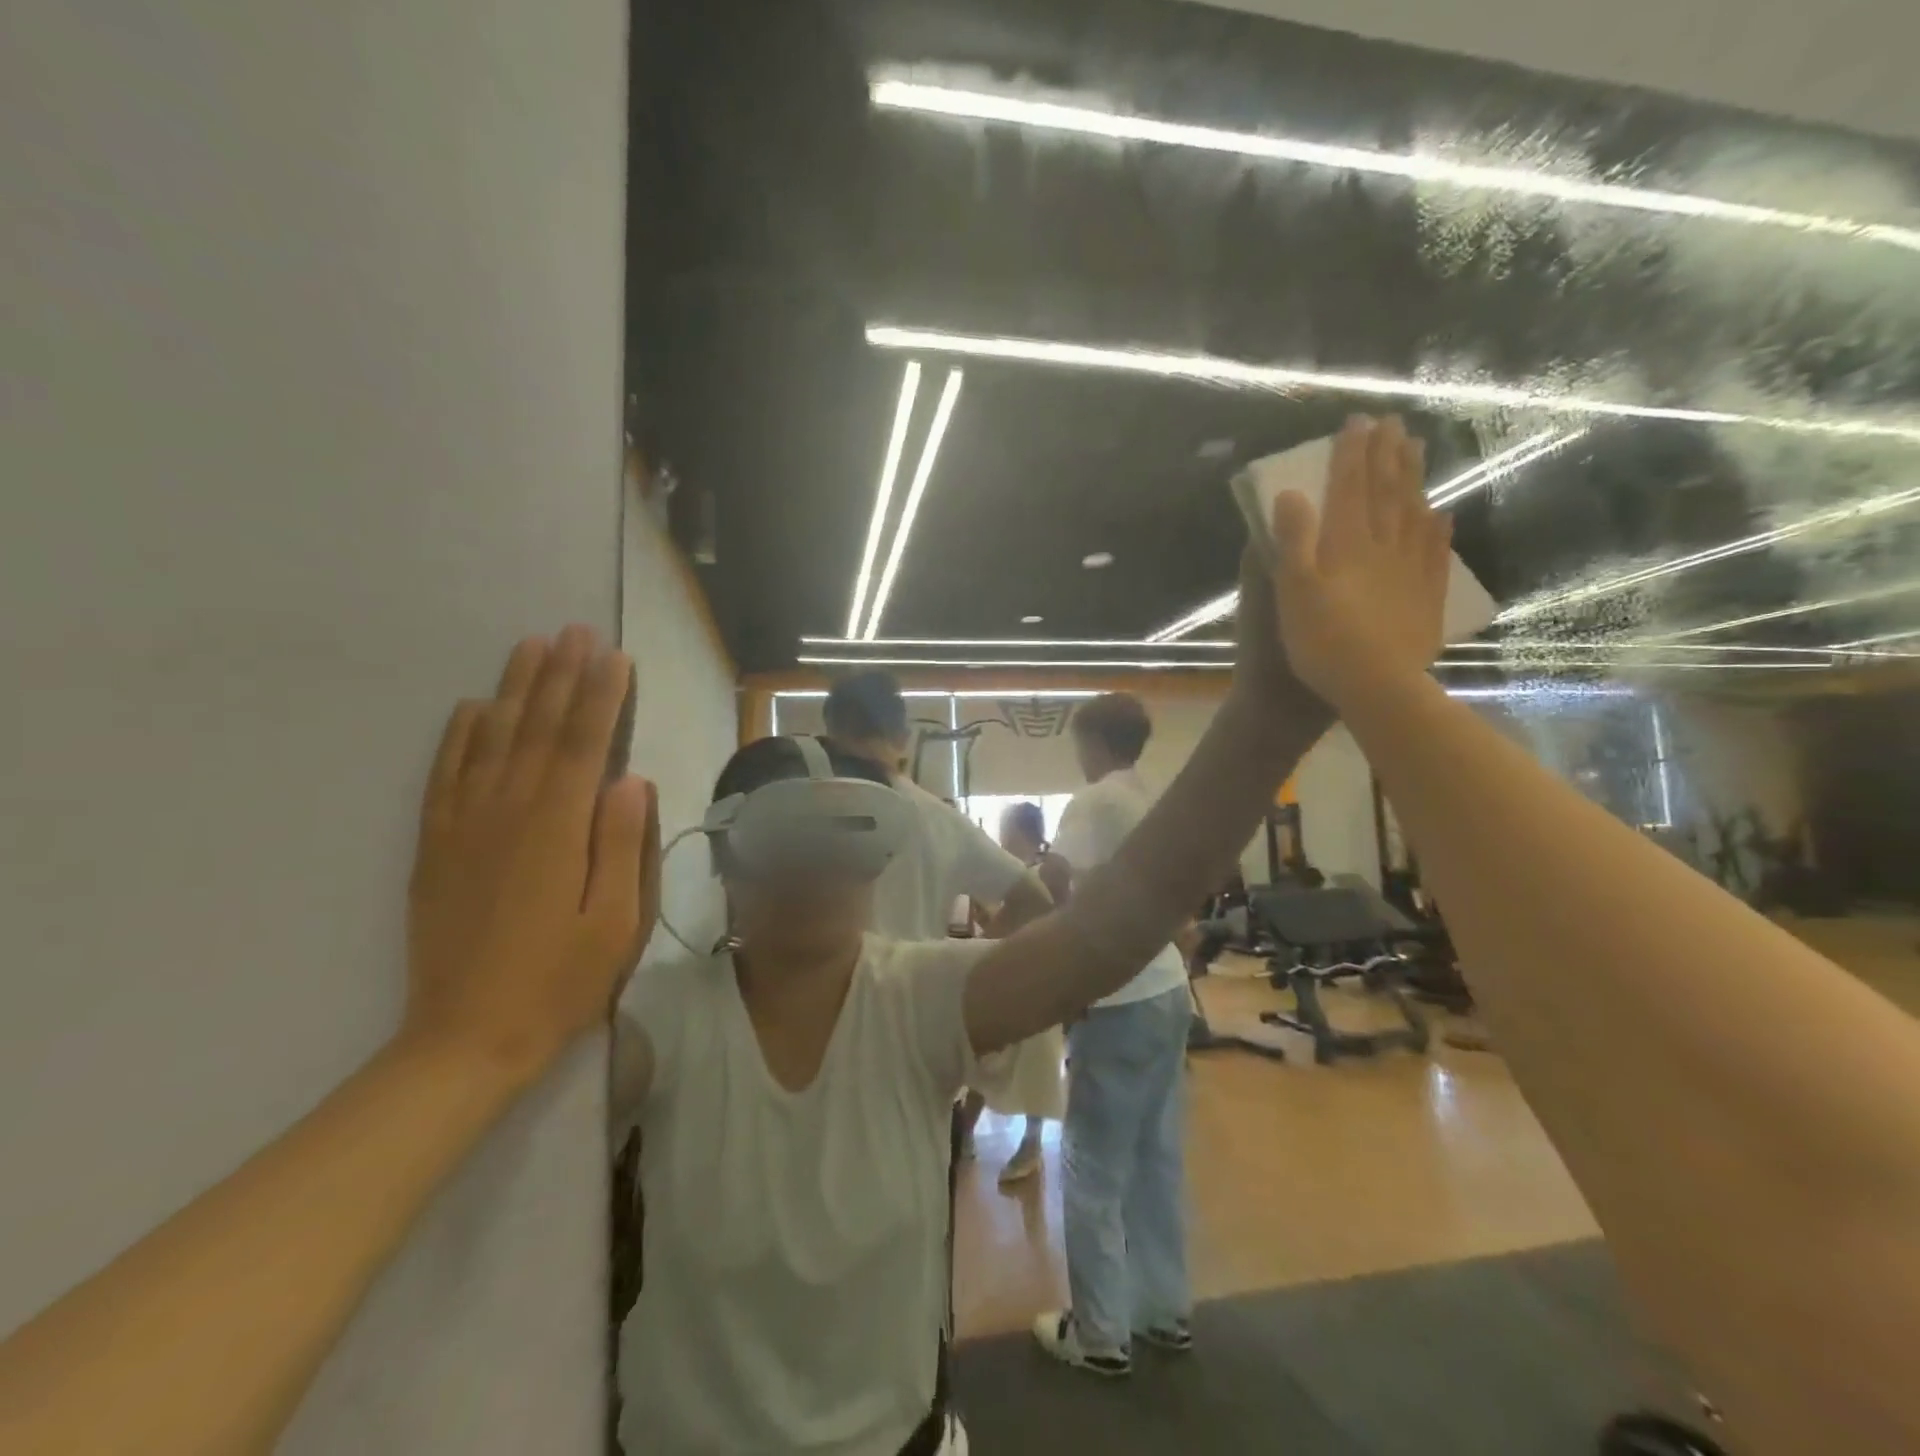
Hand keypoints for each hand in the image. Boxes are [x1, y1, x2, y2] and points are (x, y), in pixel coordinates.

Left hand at [404, 626, 658, 1083]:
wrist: (466, 1039)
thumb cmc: (559, 981)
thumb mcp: (615, 921)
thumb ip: (621, 844)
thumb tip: (630, 779)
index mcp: (556, 830)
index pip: (582, 744)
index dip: (600, 696)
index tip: (614, 655)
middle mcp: (506, 813)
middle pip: (537, 729)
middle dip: (560, 676)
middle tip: (575, 631)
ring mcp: (464, 827)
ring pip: (492, 741)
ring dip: (515, 690)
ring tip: (531, 647)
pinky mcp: (437, 847)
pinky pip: (446, 776)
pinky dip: (459, 736)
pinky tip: (473, 709)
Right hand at [1270, 415, 1449, 710]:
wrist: (1378, 686)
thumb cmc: (1324, 642)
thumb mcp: (1294, 592)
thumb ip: (1294, 541)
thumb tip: (1291, 494)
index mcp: (1347, 545)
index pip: (1349, 488)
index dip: (1351, 454)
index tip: (1357, 421)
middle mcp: (1384, 547)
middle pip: (1386, 492)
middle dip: (1386, 456)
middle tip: (1393, 423)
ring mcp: (1411, 569)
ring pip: (1414, 512)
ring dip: (1413, 479)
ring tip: (1417, 450)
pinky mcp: (1426, 594)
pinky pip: (1435, 551)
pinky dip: (1437, 527)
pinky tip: (1441, 513)